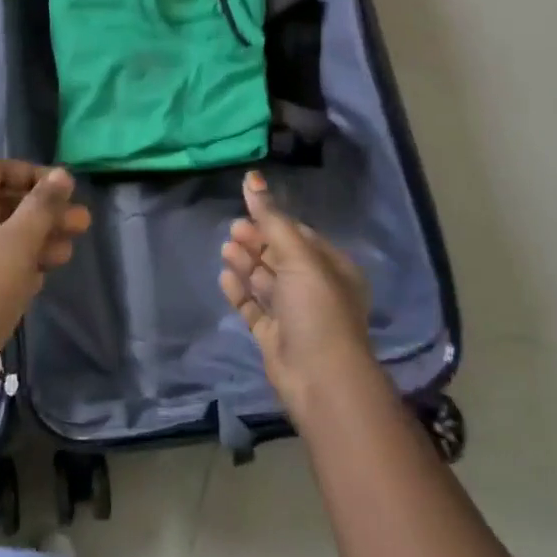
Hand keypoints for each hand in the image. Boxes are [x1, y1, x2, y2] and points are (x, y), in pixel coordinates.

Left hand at [0, 161, 88, 391]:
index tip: (66, 189)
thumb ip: (41, 207)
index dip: (32, 174)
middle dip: (40, 213)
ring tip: (69, 253)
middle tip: (81, 224)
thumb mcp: (16, 246)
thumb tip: (62, 174)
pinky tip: (40, 278)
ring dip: (32, 241)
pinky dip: (12, 265)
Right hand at [221, 171, 375, 422]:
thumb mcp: (298, 256)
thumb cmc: (317, 308)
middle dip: (257, 241)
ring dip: (247, 263)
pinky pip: (255, 307)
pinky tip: (225, 277)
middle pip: (280, 256)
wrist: (320, 380)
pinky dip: (241, 291)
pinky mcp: (275, 336)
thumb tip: (252, 177)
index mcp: (331, 267)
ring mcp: (295, 314)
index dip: (273, 220)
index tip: (246, 206)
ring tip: (226, 248)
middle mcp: (315, 288)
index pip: (299, 235)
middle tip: (233, 229)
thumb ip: (271, 218)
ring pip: (266, 281)